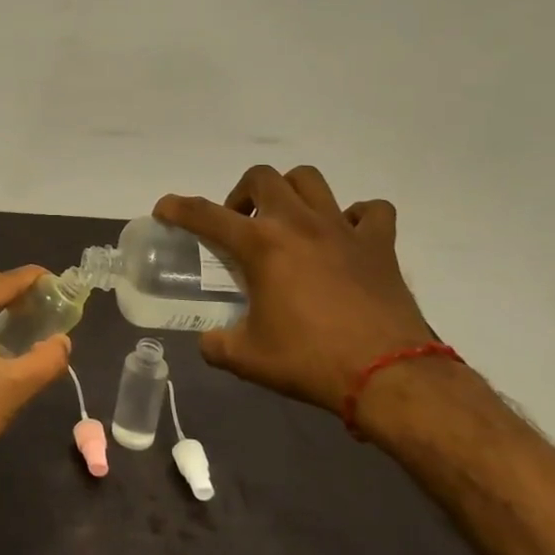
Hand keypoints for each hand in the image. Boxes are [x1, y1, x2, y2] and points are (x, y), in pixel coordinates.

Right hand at [156, 166, 436, 413]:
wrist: (390, 376)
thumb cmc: (310, 361)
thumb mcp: (247, 359)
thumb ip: (217, 344)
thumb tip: (209, 341)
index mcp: (260, 246)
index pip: (204, 214)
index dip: (177, 208)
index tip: (165, 209)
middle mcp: (298, 223)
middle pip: (262, 177)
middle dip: (242, 194)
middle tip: (240, 224)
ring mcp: (342, 229)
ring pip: (310, 180)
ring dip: (291, 192)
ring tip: (287, 220)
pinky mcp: (379, 245)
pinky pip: (370, 211)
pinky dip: (355, 216)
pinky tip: (345, 237)